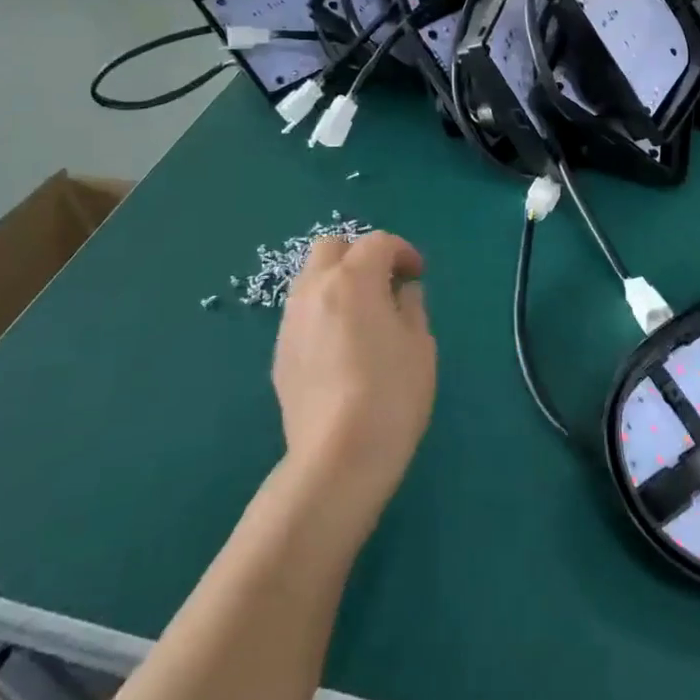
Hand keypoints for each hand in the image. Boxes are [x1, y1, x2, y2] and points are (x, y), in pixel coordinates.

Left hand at [273, 232, 435, 520]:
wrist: (338, 457)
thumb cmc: (392, 394)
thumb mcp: (419, 344)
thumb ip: (410, 305)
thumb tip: (401, 291)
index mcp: (353, 279)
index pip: (377, 243)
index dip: (402, 251)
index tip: (417, 274)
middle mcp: (315, 289)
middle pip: (332, 247)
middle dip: (359, 254)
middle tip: (384, 282)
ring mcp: (291, 320)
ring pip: (310, 277)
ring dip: (337, 280)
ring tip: (362, 312)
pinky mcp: (280, 352)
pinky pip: (301, 312)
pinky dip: (323, 310)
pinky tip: (341, 345)